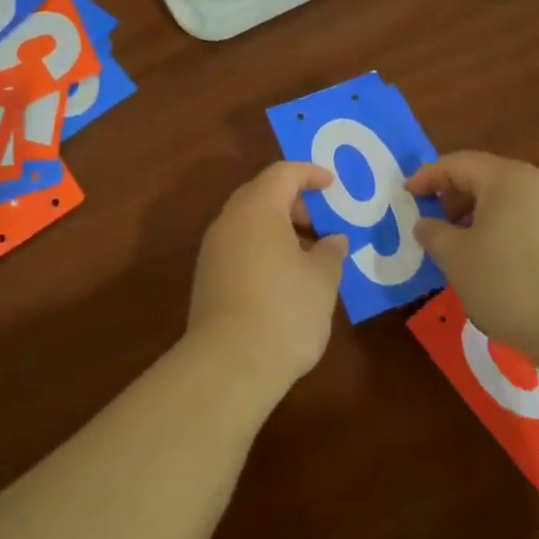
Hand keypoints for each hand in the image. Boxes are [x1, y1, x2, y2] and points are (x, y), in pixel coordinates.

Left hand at [188, 162, 349, 404]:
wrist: (229, 364)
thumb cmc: (285, 311)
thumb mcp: (322, 280)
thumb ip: (330, 253)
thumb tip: (333, 240)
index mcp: (258, 210)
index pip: (283, 174)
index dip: (309, 174)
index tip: (331, 185)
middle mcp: (229, 221)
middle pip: (259, 193)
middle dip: (291, 200)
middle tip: (318, 222)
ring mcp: (212, 250)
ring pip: (246, 221)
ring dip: (275, 226)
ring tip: (305, 254)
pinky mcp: (206, 277)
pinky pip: (237, 245)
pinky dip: (260, 247)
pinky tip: (281, 276)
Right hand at [407, 151, 538, 358]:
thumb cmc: (510, 282)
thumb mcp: (456, 258)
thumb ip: (433, 234)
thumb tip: (426, 223)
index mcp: (507, 178)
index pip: (458, 163)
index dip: (427, 177)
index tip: (406, 195)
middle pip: (487, 179)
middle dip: (455, 197)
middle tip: (435, 222)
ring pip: (512, 202)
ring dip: (482, 217)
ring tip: (465, 247)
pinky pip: (533, 224)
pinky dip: (508, 233)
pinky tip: (500, 265)